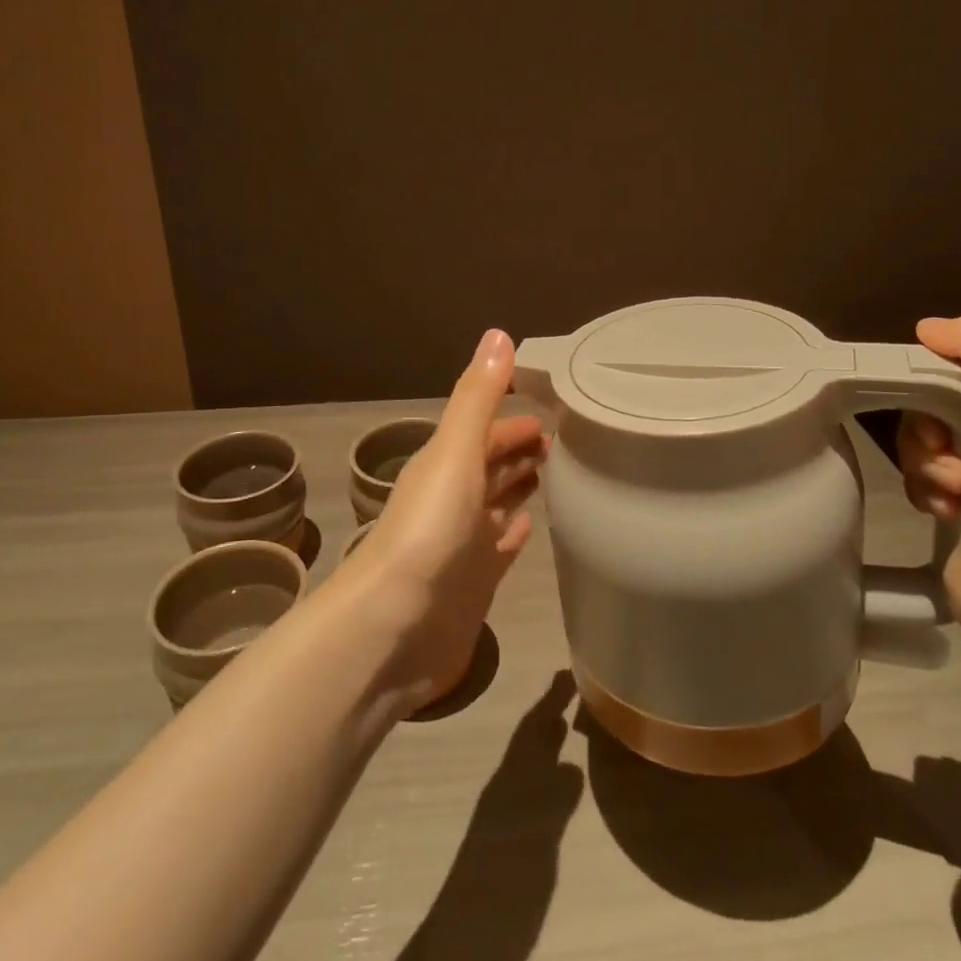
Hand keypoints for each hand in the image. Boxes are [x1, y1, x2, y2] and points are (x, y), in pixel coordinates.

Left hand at [334, 330, 547, 709]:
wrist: (393, 627)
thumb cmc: (428, 530)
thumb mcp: (454, 451)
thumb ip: (477, 397)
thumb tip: (499, 334)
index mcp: (444, 465)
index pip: (485, 432)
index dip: (514, 419)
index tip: (555, 407)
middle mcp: (452, 499)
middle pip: (491, 465)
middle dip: (520, 448)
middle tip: (566, 439)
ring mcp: (463, 543)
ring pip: (496, 503)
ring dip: (519, 484)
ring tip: (559, 472)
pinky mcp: (474, 583)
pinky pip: (500, 546)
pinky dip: (514, 530)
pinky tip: (534, 523)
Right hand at [895, 314, 960, 612]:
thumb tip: (929, 329)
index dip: (936, 371)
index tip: (929, 399)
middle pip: (934, 399)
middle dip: (926, 425)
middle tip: (946, 453)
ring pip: (921, 438)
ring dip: (923, 462)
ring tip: (952, 491)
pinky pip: (919, 475)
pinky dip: (924, 489)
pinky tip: (945, 510)